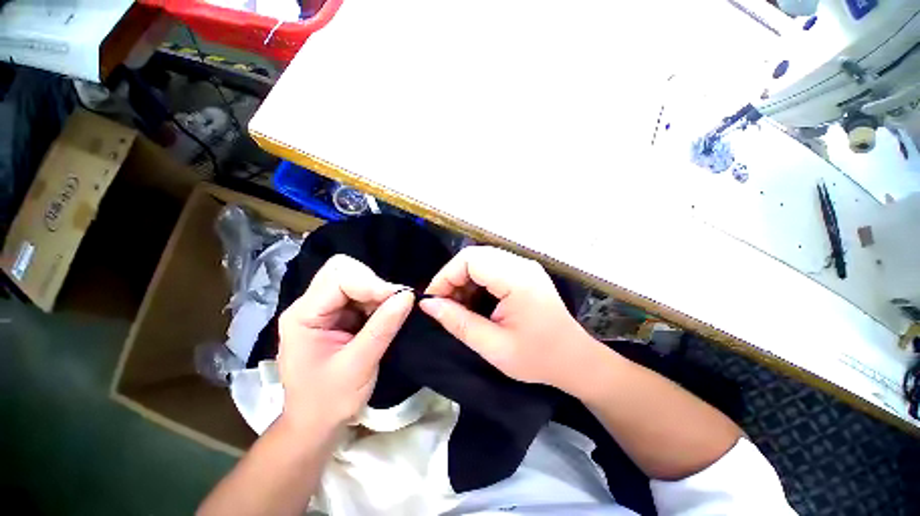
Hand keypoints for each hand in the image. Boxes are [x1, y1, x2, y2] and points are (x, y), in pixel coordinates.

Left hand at [276, 255, 413, 431]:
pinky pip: (360, 292)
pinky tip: (383, 315)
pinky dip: (377, 298)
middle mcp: (310, 305)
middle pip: (342, 270)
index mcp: (303, 316)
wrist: (315, 422)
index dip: (371, 284)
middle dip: (372, 282)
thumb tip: (408, 295)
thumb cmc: (329, 400)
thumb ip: (382, 328)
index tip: (400, 297)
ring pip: (353, 278)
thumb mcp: (358, 366)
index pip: (338, 280)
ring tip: (390, 311)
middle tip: (392, 302)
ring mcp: (323, 308)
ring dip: (376, 290)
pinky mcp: (337, 314)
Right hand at [419, 246, 598, 392]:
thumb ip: (458, 323)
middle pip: (474, 256)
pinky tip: (474, 302)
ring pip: (481, 260)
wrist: (575, 359)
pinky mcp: (525, 273)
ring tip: (458, 306)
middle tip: (444, 305)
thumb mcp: (493, 347)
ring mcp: (525, 266)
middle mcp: (522, 265)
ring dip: (464, 280)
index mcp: (517, 280)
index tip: (433, 300)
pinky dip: (477, 282)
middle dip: (453, 278)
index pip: (470, 260)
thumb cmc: (538, 358)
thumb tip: (428, 305)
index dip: (446, 276)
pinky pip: (492, 267)